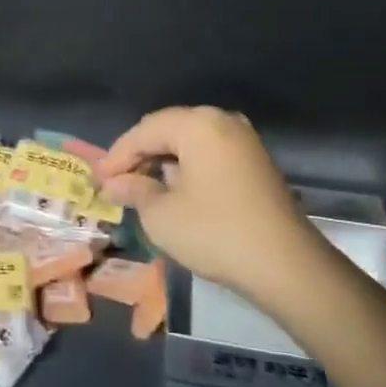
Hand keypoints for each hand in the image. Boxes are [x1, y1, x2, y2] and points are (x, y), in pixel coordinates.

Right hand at [99, 106, 318, 304]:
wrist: (286, 265)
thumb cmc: (215, 232)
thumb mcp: (162, 215)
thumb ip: (135, 191)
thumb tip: (114, 183)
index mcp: (198, 124)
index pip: (145, 130)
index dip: (118, 155)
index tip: (99, 179)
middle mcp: (222, 121)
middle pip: (168, 130)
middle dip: (140, 155)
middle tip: (116, 182)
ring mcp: (243, 140)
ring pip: (190, 141)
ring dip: (163, 161)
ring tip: (140, 187)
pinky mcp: (256, 162)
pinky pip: (210, 153)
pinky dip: (187, 167)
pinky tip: (174, 190)